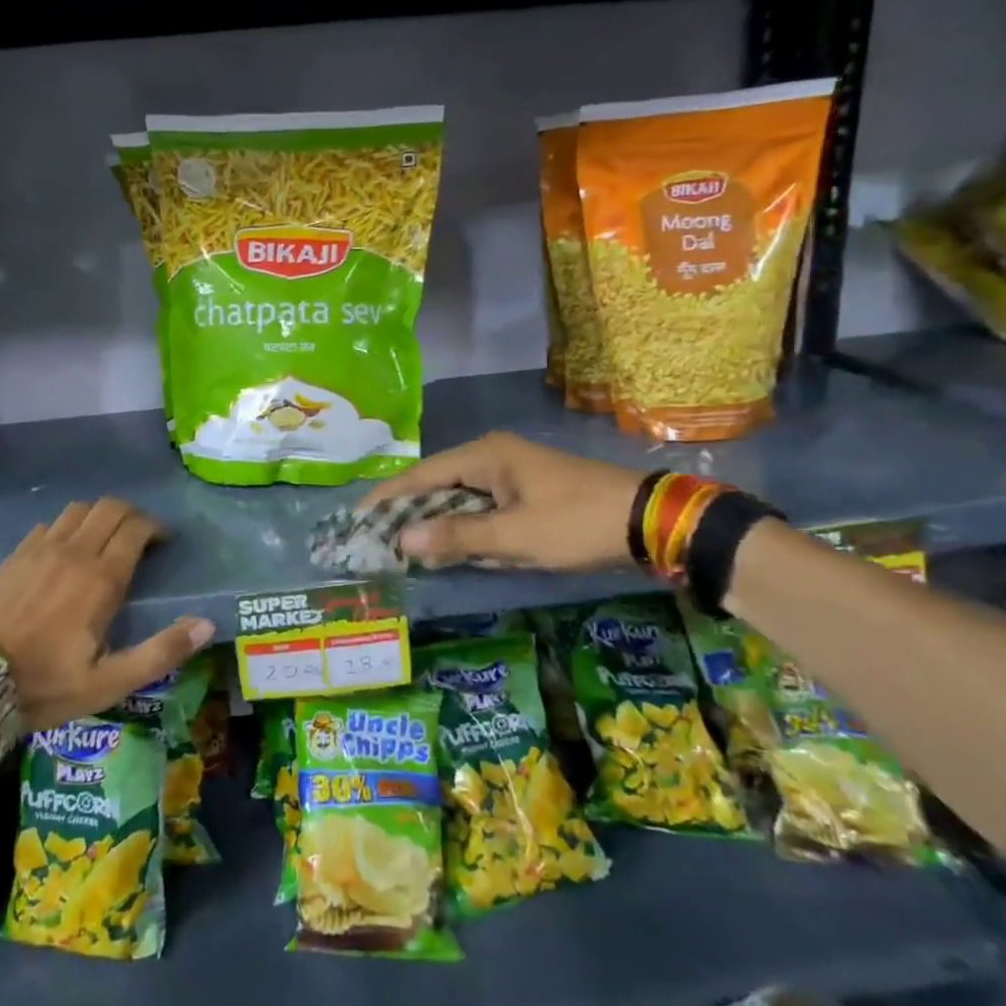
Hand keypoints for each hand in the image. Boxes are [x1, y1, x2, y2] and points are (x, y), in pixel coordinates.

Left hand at [0, 498, 214, 729]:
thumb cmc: (44, 684)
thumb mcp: (109, 682)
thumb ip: (161, 651)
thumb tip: (207, 624)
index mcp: (101, 577)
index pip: (136, 528)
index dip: (156, 528)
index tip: (164, 543)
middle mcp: (72, 552)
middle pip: (109, 508)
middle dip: (132, 514)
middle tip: (140, 537)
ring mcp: (38, 550)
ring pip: (77, 510)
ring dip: (99, 516)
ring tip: (105, 540)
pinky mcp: (12, 557)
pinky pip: (47, 524)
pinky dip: (66, 527)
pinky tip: (64, 551)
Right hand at [360, 432, 647, 570]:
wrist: (647, 520)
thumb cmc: (575, 523)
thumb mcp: (514, 535)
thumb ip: (456, 536)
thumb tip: (400, 540)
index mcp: (485, 456)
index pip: (421, 475)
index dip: (388, 498)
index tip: (358, 519)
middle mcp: (493, 456)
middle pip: (438, 484)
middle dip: (411, 513)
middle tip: (378, 541)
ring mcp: (512, 472)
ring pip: (461, 498)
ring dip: (440, 523)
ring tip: (406, 549)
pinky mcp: (527, 490)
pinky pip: (484, 507)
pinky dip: (468, 527)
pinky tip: (456, 549)